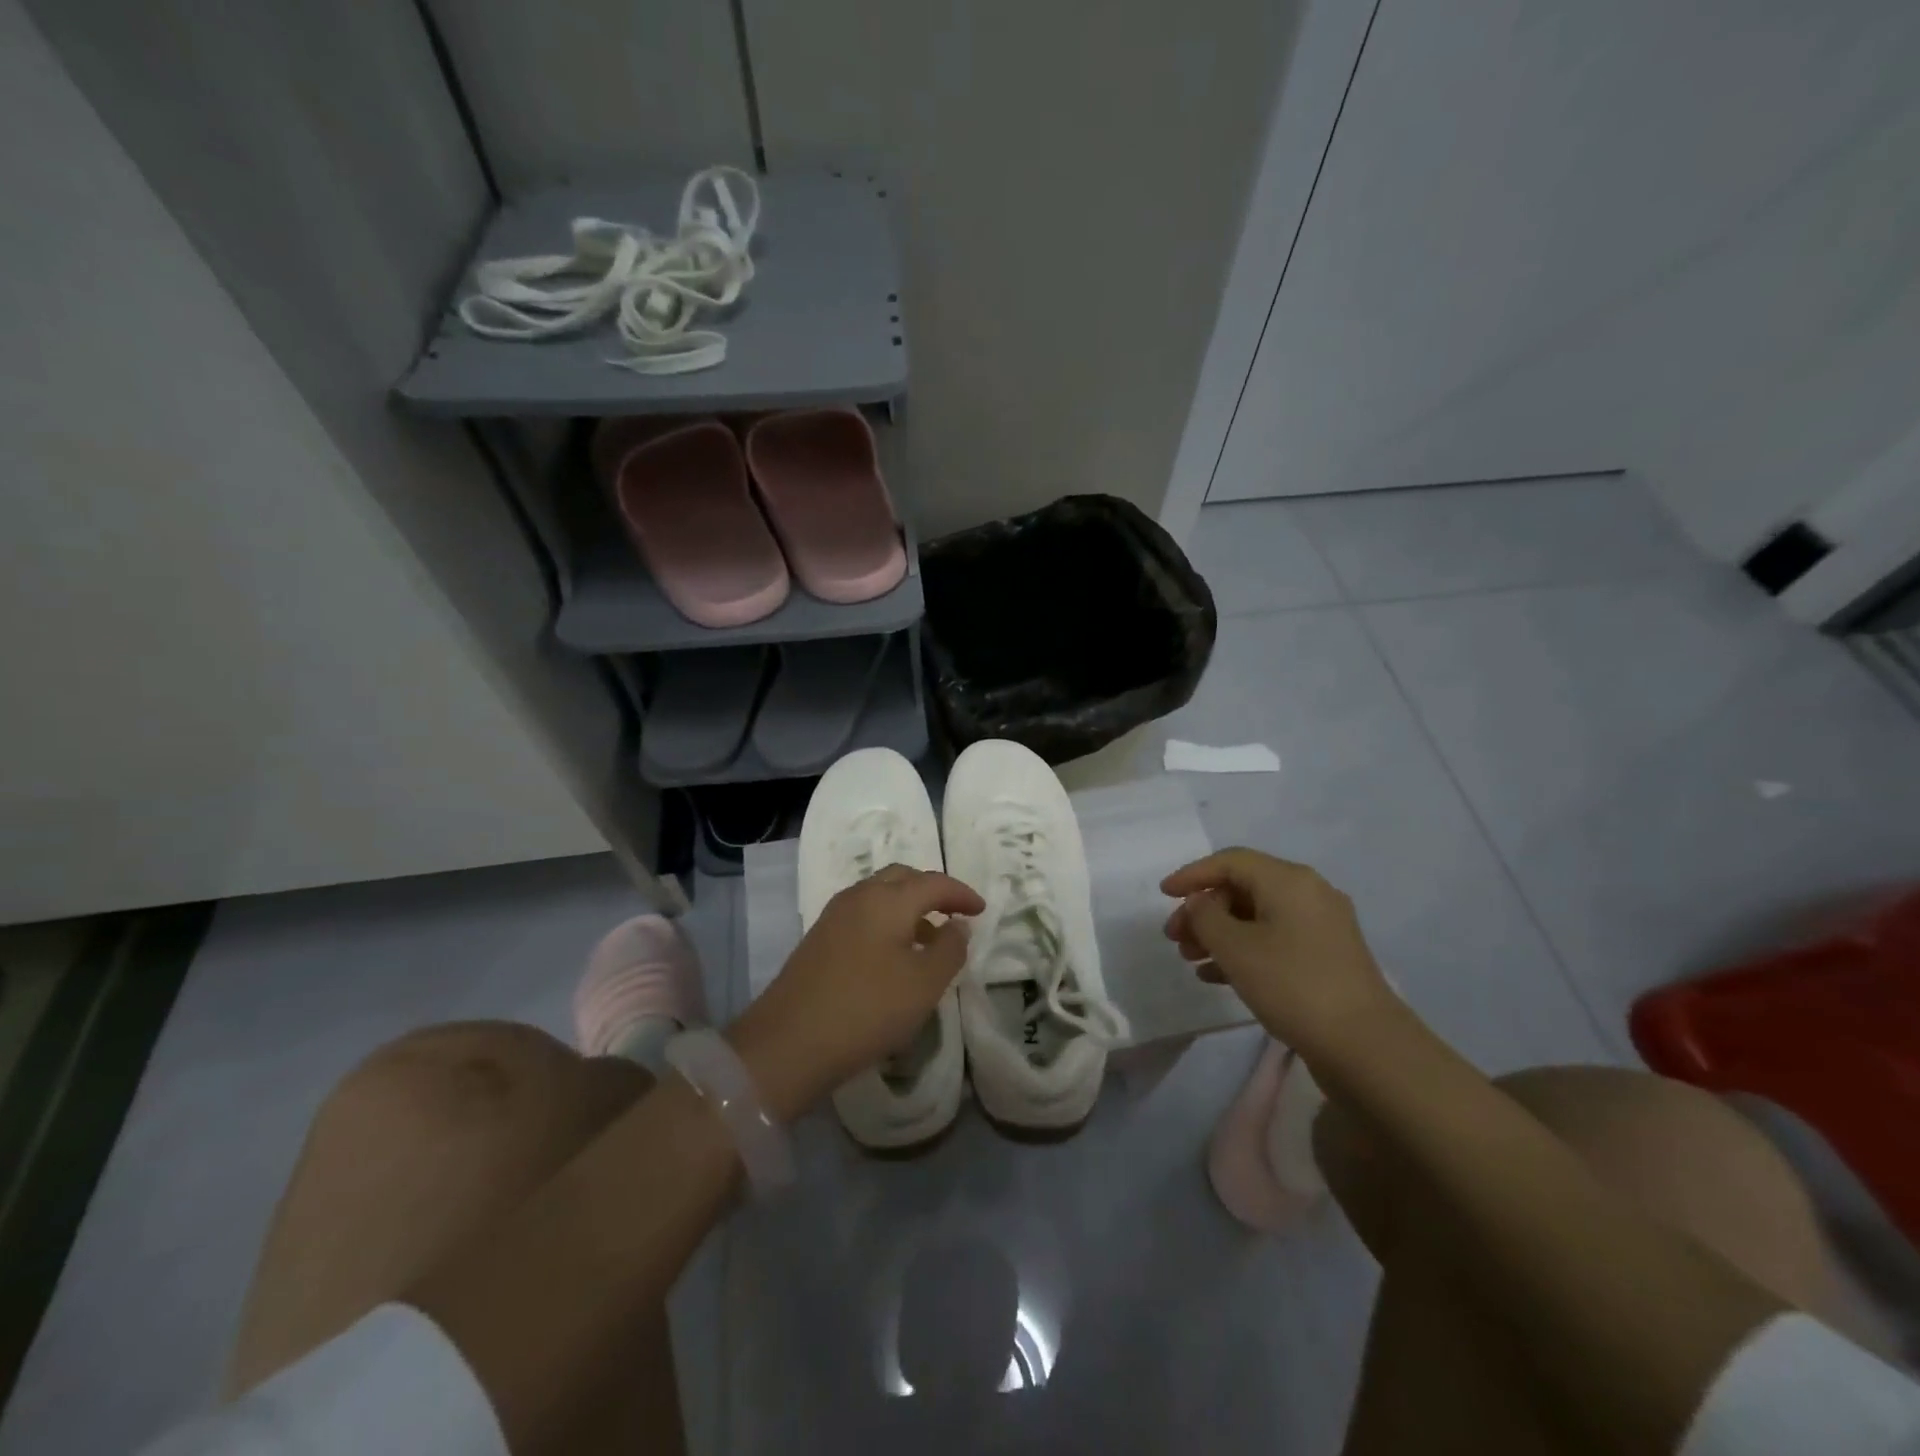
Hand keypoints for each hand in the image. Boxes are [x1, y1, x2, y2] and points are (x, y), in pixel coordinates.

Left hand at [728, 865, 984, 1120]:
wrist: (788, 1042)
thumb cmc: (867, 1009)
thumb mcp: (924, 984)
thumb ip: (949, 949)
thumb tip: (957, 925)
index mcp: (887, 899)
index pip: (933, 882)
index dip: (961, 894)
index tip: (981, 910)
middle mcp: (858, 897)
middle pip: (902, 878)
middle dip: (932, 890)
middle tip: (954, 913)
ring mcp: (833, 917)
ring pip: (879, 896)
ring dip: (908, 908)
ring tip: (928, 940)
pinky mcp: (818, 940)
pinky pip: (863, 916)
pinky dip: (887, 923)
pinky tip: (893, 957)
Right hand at [1161, 848, 1396, 1056]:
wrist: (1365, 1047)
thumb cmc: (1292, 985)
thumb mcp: (1235, 947)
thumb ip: (1206, 917)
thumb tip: (1200, 904)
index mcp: (1289, 880)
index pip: (1230, 861)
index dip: (1192, 874)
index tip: (1163, 894)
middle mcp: (1309, 893)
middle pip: (1243, 888)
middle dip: (1203, 910)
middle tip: (1175, 937)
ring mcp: (1322, 927)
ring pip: (1257, 917)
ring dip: (1219, 933)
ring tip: (1190, 958)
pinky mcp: (1327, 958)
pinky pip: (1274, 940)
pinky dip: (1243, 951)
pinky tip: (1215, 977)